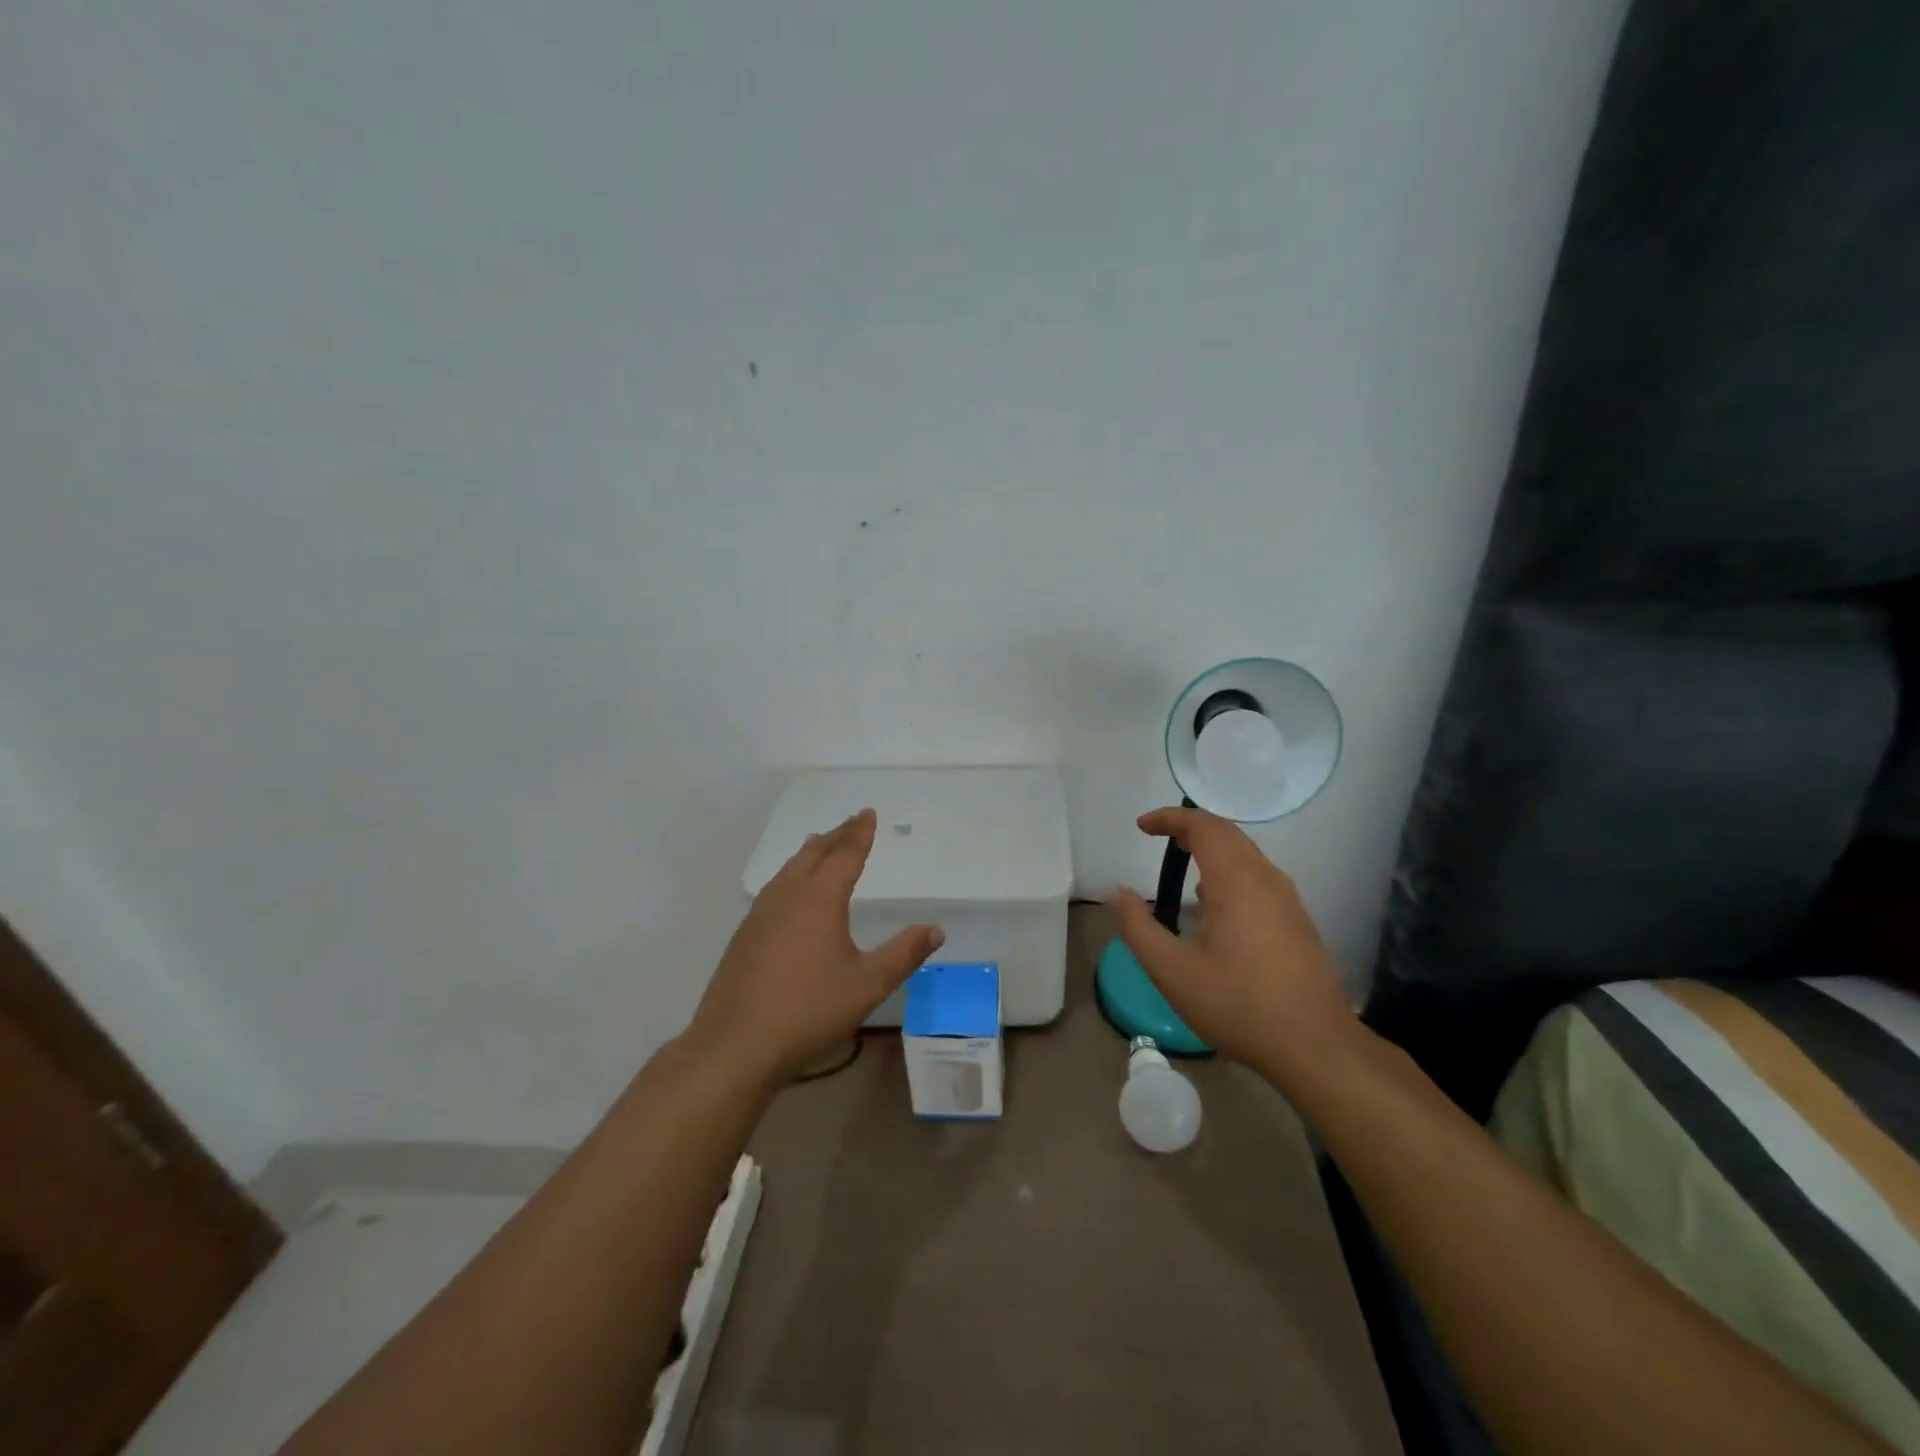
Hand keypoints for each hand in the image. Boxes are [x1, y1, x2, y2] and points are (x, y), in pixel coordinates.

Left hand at [688, 808, 943, 1084]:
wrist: (735, 1045)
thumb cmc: (808, 1011)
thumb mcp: (867, 985)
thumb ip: (903, 954)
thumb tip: (936, 930)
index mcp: (820, 899)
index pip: (845, 854)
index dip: (860, 832)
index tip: (869, 813)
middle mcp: (788, 896)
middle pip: (814, 854)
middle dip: (836, 835)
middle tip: (852, 822)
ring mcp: (761, 914)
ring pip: (789, 869)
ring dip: (810, 852)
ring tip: (820, 844)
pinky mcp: (745, 934)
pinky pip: (774, 887)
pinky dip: (791, 874)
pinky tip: (789, 892)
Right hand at [1112, 806, 1356, 1082]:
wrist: (1316, 1047)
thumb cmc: (1239, 1006)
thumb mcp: (1172, 972)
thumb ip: (1138, 928)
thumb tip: (1117, 893)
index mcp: (1237, 882)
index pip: (1204, 827)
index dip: (1170, 819)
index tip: (1142, 826)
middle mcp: (1266, 880)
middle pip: (1228, 834)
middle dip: (1191, 827)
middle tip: (1159, 836)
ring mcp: (1287, 900)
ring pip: (1247, 854)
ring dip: (1213, 848)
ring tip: (1183, 862)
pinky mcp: (1297, 921)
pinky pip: (1259, 876)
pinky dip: (1230, 869)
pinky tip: (1215, 904)